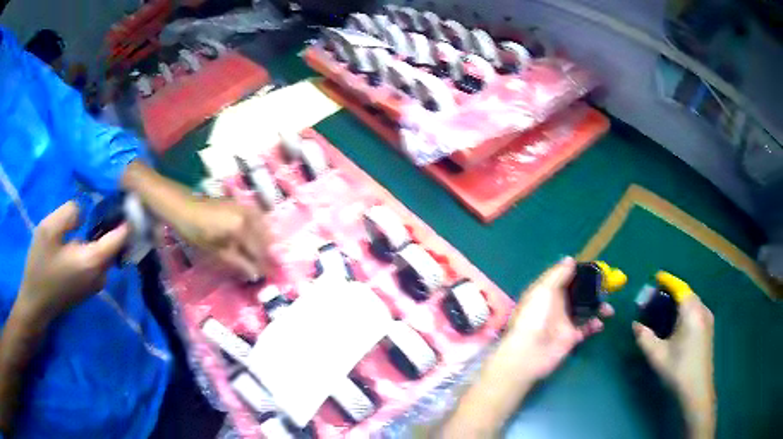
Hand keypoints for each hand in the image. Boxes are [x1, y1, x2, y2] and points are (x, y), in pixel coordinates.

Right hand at [16, 201, 129, 324]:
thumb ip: (70, 213)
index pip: (120, 236)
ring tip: (98, 214)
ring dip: (104, 235)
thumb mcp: (49, 229)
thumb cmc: (40, 266)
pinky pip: (98, 262)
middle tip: (110, 201)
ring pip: (105, 253)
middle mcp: (100, 276)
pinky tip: (87, 234)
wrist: (35, 303)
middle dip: (114, 223)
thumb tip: (85, 211)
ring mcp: (95, 285)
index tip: (132, 198)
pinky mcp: (87, 288)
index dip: (127, 216)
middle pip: (115, 245)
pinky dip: (96, 246)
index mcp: (94, 261)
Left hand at [170, 197, 269, 281]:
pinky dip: (258, 230)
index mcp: (242, 228)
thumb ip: (238, 262)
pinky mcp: (241, 204)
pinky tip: (254, 238)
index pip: (259, 251)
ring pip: (263, 228)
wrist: (184, 207)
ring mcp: (246, 208)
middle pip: (264, 239)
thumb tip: (255, 274)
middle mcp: (249, 216)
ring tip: (258, 255)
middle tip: (262, 268)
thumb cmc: (196, 231)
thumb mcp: (216, 251)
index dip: (262, 266)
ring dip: (263, 242)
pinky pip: (257, 219)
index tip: (264, 277)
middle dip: (265, 254)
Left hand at [505, 257, 613, 380]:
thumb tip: (570, 259)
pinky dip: (595, 325)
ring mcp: (564, 322)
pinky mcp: (570, 338)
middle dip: (593, 290)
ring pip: (585, 310)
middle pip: (579, 294)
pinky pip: (586, 329)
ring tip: (608, 309)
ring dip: (598, 307)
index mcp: (548, 292)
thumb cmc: (534, 317)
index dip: (580, 273)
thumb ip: (558, 275)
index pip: (566, 278)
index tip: (596, 269)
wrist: (529, 353)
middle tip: (609, 287)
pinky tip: (599, 323)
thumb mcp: (543, 290)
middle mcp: (557, 306)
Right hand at [634, 293, 714, 437]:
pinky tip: (679, 322)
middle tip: (657, 297)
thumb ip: (645, 338)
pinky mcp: (708, 328)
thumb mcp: (657, 356)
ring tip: (666, 309)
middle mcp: (702, 310)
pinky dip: (686, 309)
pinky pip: (697, 310)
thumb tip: (636, 325)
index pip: (680, 288)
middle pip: (687, 293)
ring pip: (693, 302)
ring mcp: (707, 319)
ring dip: (680, 300)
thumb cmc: (678, 370)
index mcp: (691, 312)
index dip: (668, 280)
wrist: (697, 389)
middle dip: (673, 291)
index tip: (657, 277)